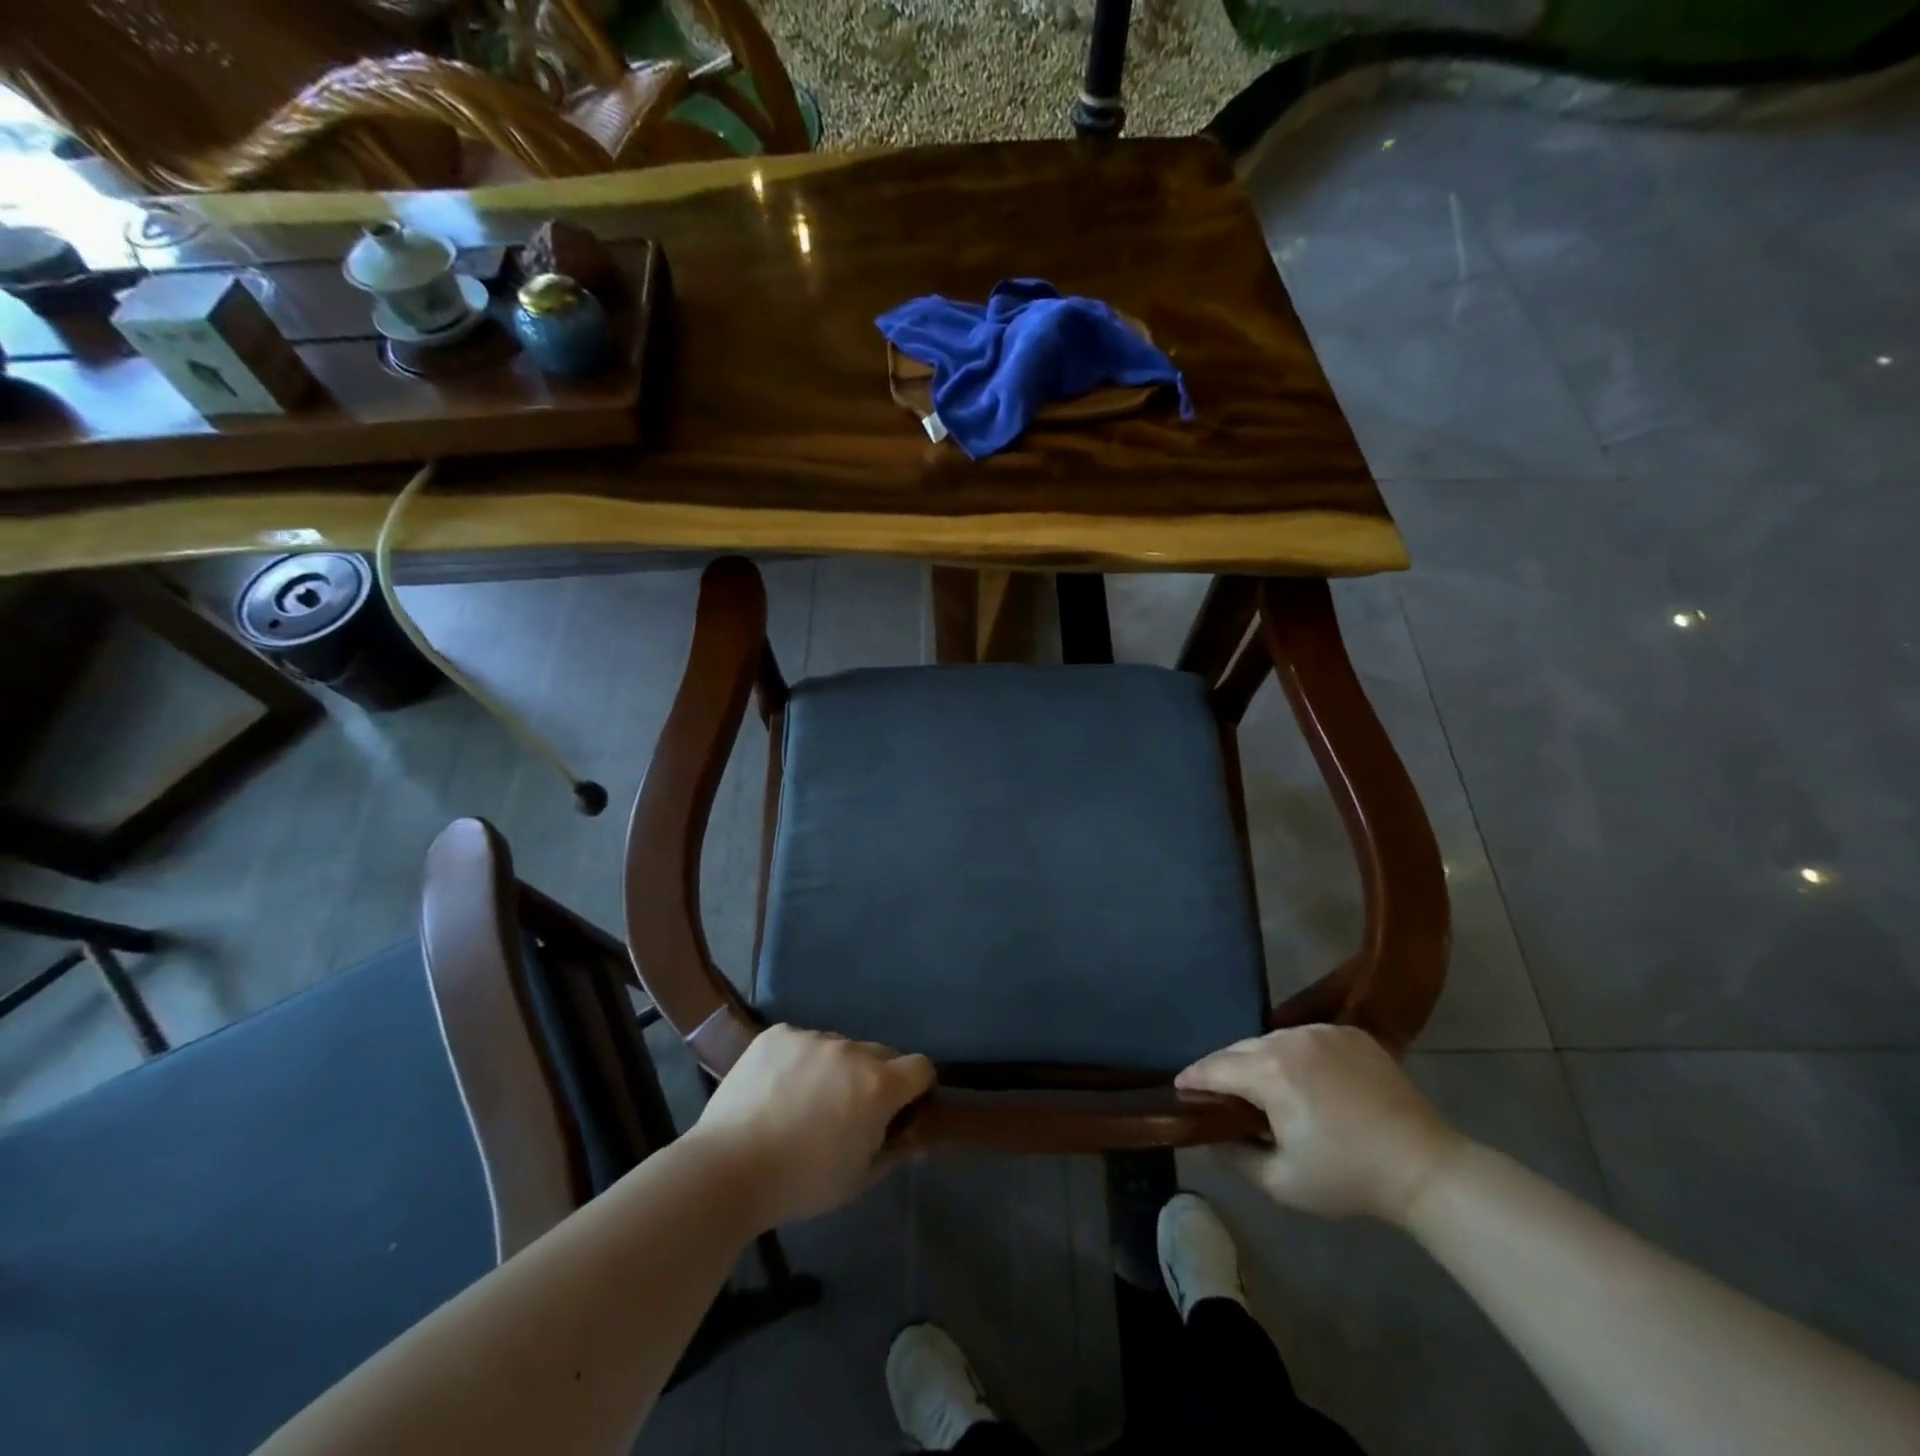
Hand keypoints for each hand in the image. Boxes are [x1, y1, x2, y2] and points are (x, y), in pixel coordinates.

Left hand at [690, 1025, 934, 1228]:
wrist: (727, 1169)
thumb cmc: (801, 1183)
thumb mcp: (858, 1178)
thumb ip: (896, 1152)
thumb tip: (921, 1139)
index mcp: (877, 1085)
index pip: (920, 1067)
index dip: (916, 1088)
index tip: (901, 1109)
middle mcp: (851, 1050)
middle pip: (880, 1054)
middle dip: (875, 1078)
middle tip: (848, 1112)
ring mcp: (812, 1037)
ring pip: (839, 1047)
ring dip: (835, 1068)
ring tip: (804, 1103)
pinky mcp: (778, 1034)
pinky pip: (801, 1042)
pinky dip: (798, 1061)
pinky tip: (777, 1089)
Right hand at [1177, 1025, 1465, 1223]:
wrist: (1425, 1167)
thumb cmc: (1348, 1178)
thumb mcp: (1281, 1182)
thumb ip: (1235, 1155)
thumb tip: (1210, 1135)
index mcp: (1269, 1072)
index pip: (1215, 1067)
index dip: (1194, 1077)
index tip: (1180, 1085)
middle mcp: (1289, 1039)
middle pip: (1241, 1048)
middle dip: (1225, 1068)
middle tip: (1219, 1091)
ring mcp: (1322, 1031)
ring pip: (1273, 1039)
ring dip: (1261, 1059)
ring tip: (1263, 1084)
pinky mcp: (1349, 1032)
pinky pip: (1306, 1037)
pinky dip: (1296, 1054)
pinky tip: (1305, 1078)